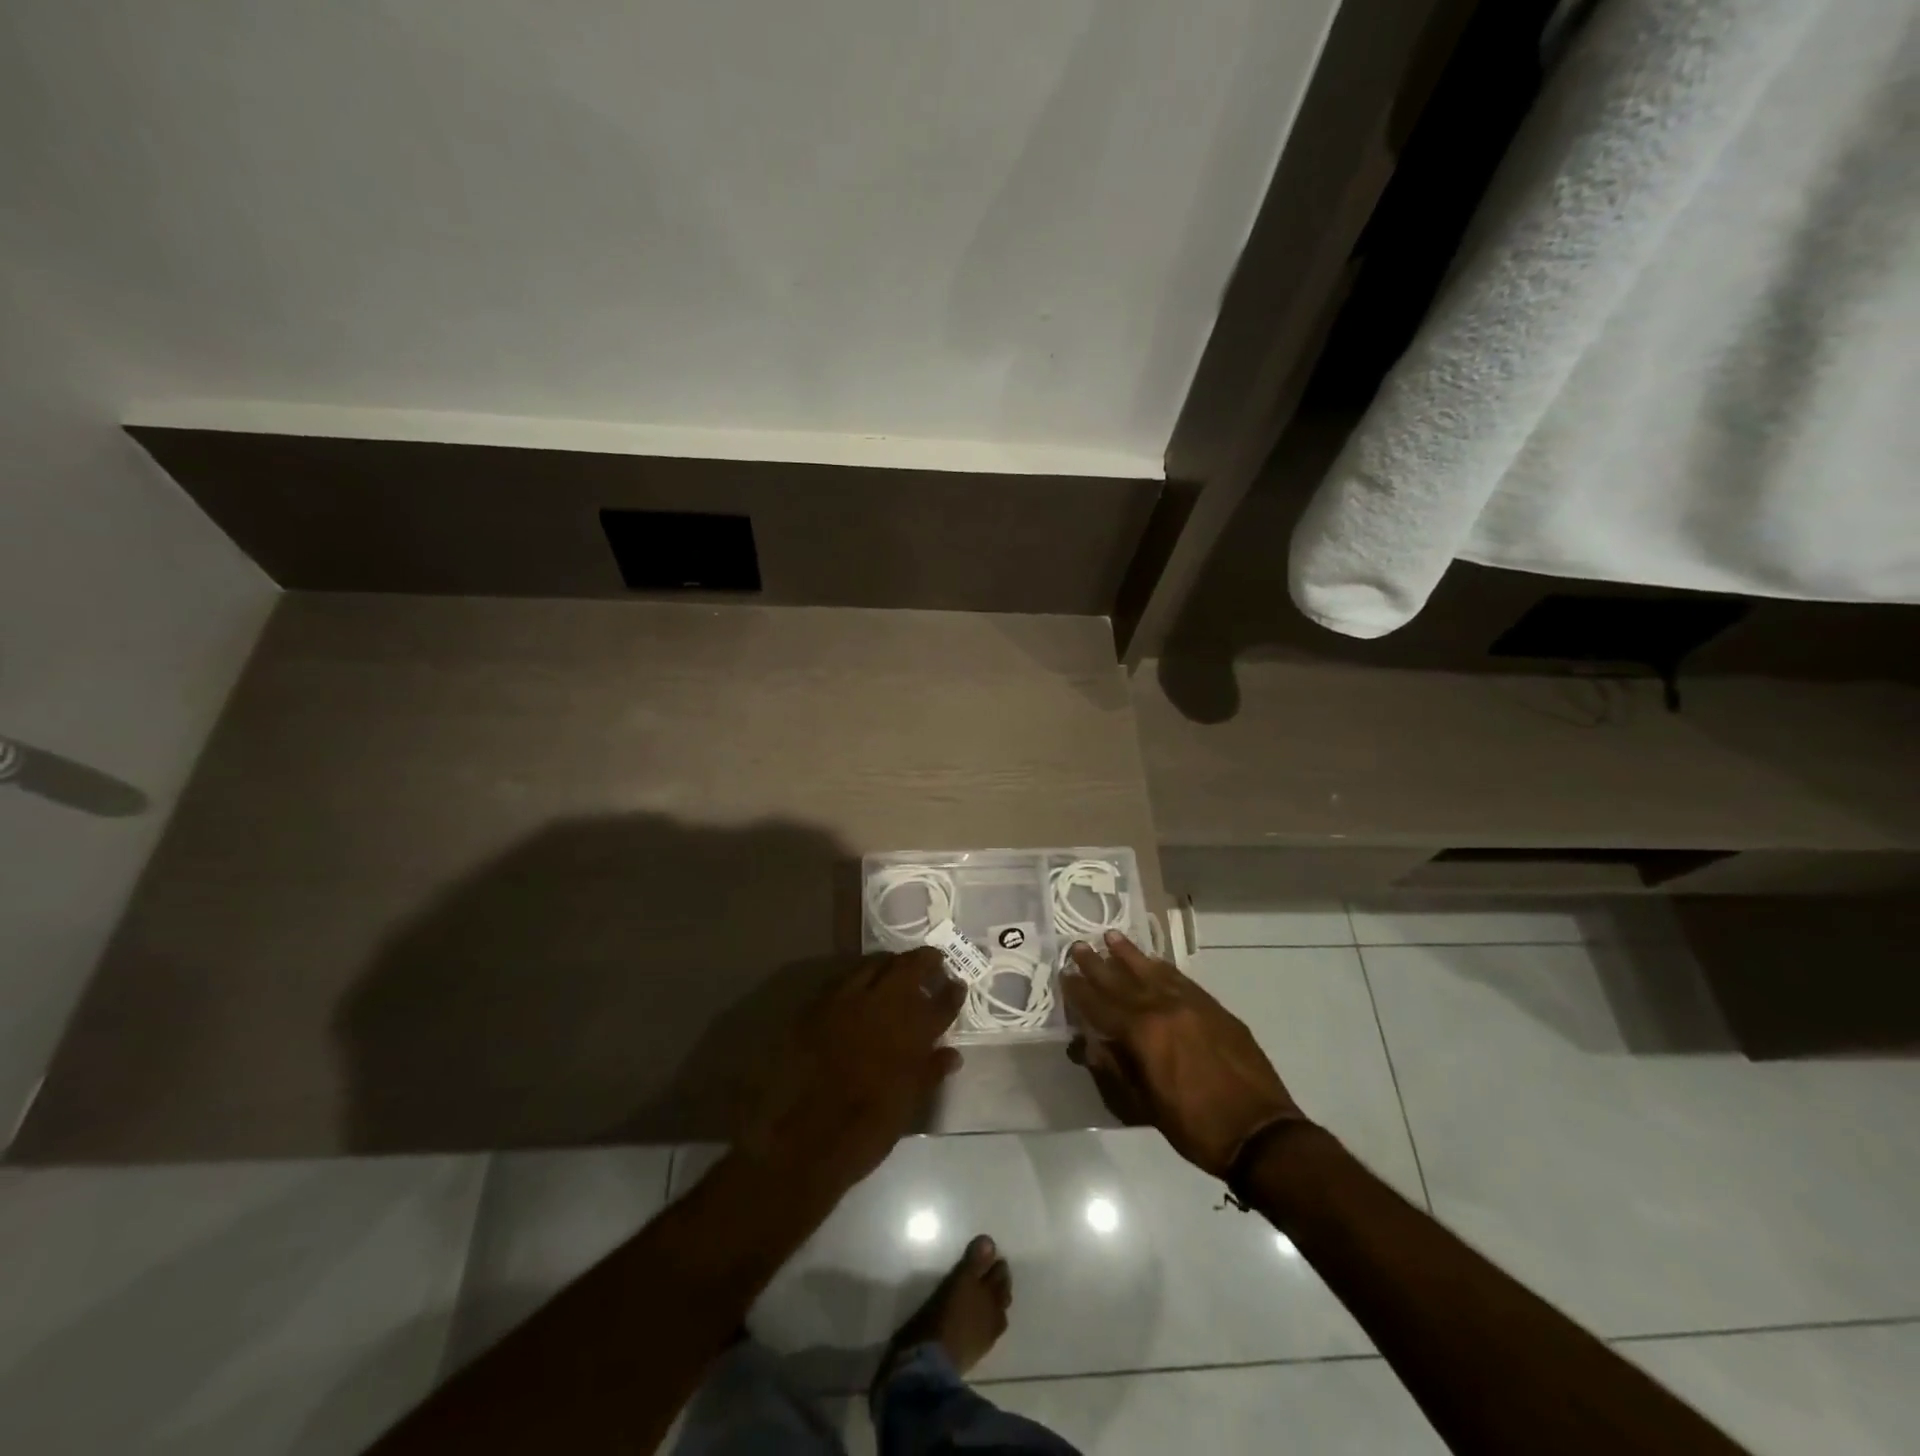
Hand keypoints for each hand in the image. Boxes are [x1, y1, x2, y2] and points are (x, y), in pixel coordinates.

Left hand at [740, 948, 964, 1191]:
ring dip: (893, 963)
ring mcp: (851, 1000)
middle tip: (934, 959)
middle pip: (911, 968)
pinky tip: (863, 982)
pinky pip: (846, 977)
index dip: (953, 991)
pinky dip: (861, 975)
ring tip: (899, 966)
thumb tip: (952, 1055)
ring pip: (877, 964)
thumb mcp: (908, 1106)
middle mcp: (886, 1006)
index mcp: (915, 1033)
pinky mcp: (820, 1003)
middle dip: (926, 960)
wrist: (804, 1138)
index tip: (957, 984)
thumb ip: (931, 1073)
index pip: (943, 1002)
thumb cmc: (866, 1129)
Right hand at [1064, 931, 1305, 1178]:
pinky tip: (1154, 962)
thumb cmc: (1195, 1127)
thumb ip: (1115, 1069)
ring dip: (1130, 955)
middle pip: (1124, 981)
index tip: (1064, 974)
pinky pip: (1182, 980)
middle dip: (1098, 964)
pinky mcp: (1215, 1009)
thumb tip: (1090, 1044)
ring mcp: (1193, 1005)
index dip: (1080, 991)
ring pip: (1154, 972)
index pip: (1101, 1005)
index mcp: (1143, 1033)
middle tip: (1079, 945)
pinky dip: (1163, 969)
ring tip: (1112, 936)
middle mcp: (1164, 1008)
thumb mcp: (1145, 1106)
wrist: (1261, 1133)